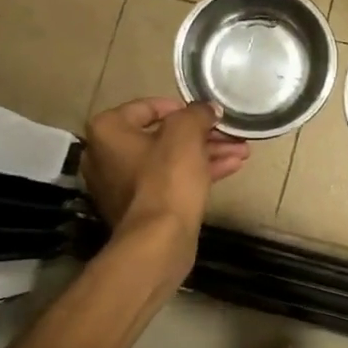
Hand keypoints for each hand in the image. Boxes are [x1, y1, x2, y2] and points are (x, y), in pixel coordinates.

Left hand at [81, 98, 247, 268]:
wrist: (159, 240)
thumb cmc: (167, 178)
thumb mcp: (186, 133)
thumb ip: (197, 113)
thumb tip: (207, 109)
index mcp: (107, 131)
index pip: (147, 107)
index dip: (182, 108)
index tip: (207, 114)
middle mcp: (105, 156)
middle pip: (162, 136)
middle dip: (202, 135)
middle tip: (231, 134)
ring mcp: (121, 185)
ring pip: (170, 160)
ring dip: (206, 153)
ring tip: (242, 151)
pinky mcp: (140, 208)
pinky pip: (169, 181)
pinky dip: (197, 173)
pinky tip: (231, 167)